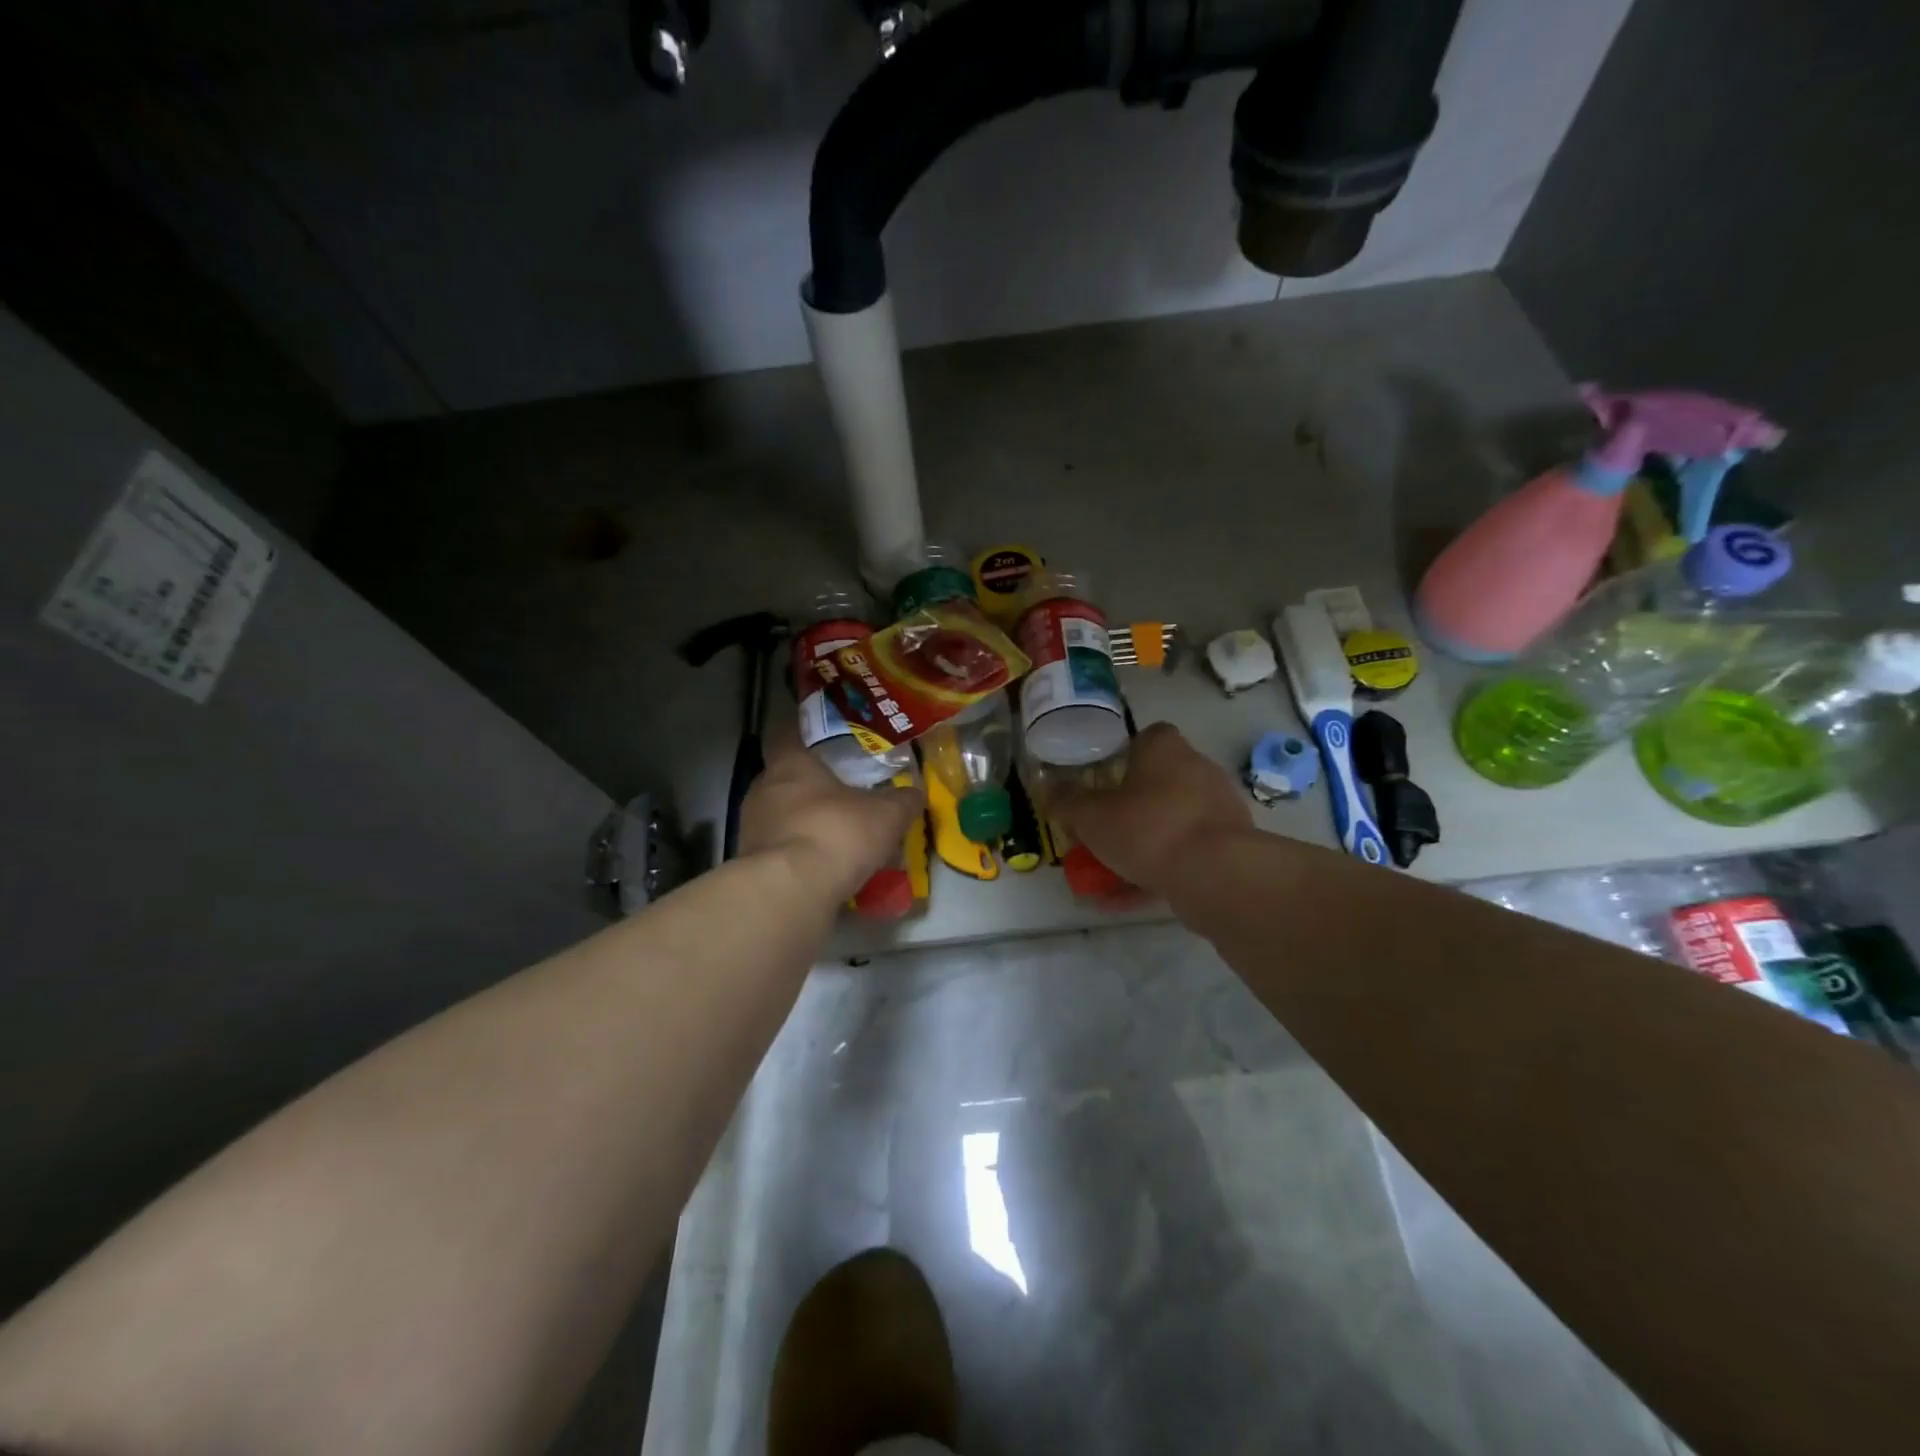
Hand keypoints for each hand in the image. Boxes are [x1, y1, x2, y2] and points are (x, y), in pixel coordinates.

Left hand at [740, 721, 922, 901]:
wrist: (791, 891)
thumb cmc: (837, 832)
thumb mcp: (886, 815)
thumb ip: (902, 801)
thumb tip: (915, 794)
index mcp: (790, 764)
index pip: (787, 733)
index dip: (803, 732)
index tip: (821, 737)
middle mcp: (763, 789)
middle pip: (785, 778)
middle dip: (811, 785)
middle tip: (840, 792)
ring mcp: (751, 828)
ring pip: (782, 816)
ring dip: (805, 823)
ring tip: (836, 836)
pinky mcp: (751, 863)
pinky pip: (780, 850)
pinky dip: (800, 855)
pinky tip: (825, 868)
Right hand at [1048, 723, 1250, 896]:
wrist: (1215, 873)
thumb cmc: (1147, 829)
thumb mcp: (1092, 817)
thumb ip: (1067, 802)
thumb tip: (1047, 786)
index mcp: (1165, 749)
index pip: (1146, 737)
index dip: (1123, 755)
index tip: (1103, 780)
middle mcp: (1197, 768)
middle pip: (1159, 780)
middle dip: (1132, 804)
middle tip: (1103, 829)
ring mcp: (1219, 806)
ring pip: (1172, 820)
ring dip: (1146, 840)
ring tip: (1112, 871)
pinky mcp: (1231, 843)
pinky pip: (1187, 851)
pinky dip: (1161, 868)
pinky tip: (1131, 897)